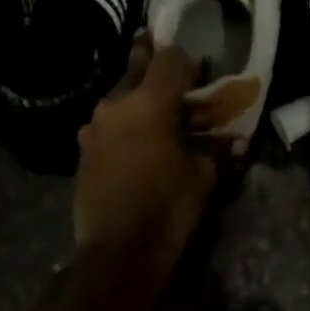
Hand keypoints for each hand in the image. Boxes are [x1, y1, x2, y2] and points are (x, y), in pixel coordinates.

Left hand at [75, 41, 216, 264]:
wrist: (118, 252)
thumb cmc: (168, 207)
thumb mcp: (203, 174)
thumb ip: (213, 146)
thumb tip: (227, 137)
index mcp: (149, 103)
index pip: (168, 59)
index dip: (185, 59)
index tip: (197, 69)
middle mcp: (115, 105)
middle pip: (136, 70)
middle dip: (154, 68)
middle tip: (171, 76)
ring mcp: (93, 127)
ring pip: (119, 98)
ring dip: (137, 100)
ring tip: (156, 117)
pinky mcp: (82, 150)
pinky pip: (108, 125)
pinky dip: (124, 125)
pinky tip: (137, 143)